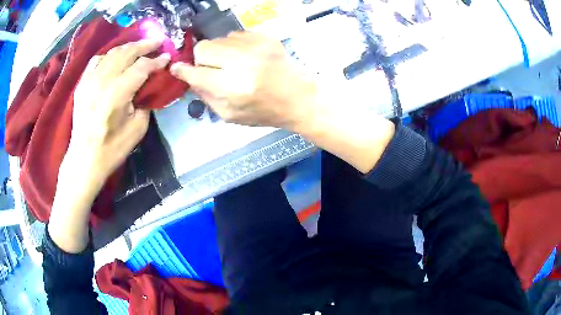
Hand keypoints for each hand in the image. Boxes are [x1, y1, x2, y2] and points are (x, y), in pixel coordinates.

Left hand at [49, 38, 170, 252]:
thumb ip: (145, 103)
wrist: (84, 160)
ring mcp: (90, 81)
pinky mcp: (82, 85)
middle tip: (158, 41)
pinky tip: (114, 57)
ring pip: (112, 53)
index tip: (167, 57)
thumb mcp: (137, 130)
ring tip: (140, 46)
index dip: (156, 61)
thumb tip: (148, 87)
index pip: (141, 67)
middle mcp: (102, 82)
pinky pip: (96, 61)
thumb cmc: (111, 150)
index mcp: (117, 94)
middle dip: (145, 45)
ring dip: (128, 47)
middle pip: (126, 53)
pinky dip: (108, 55)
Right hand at [170, 32, 394, 173]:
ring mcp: (255, 46)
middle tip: (211, 69)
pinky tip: (244, 57)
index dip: (183, 70)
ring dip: (218, 52)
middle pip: (203, 48)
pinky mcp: (265, 38)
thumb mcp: (229, 115)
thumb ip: (205, 95)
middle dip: (201, 59)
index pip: (196, 73)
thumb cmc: (263, 112)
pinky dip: (233, 46)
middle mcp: (241, 63)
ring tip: (231, 64)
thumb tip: (189, 76)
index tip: (177, 68)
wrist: (297, 97)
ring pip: (218, 39)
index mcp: (232, 88)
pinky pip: (235, 35)